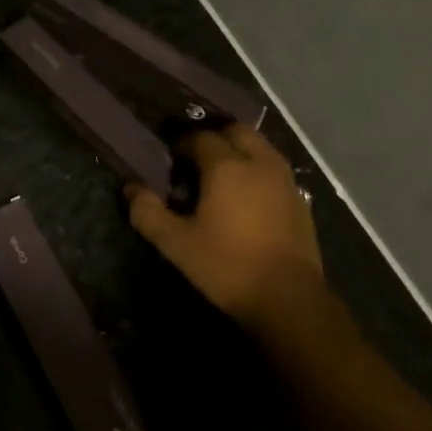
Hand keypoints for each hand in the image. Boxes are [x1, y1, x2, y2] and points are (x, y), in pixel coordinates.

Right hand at [126, 125, 324, 333]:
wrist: (288, 298)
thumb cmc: (226, 265)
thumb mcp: (175, 243)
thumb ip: (147, 212)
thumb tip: (130, 188)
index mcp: (226, 166)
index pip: (200, 138)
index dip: (181, 144)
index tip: (169, 161)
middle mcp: (259, 163)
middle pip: (236, 132)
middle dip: (215, 138)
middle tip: (196, 161)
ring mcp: (285, 180)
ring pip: (260, 148)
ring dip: (239, 152)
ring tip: (222, 177)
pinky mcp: (301, 200)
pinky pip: (275, 170)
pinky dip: (258, 171)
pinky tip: (248, 198)